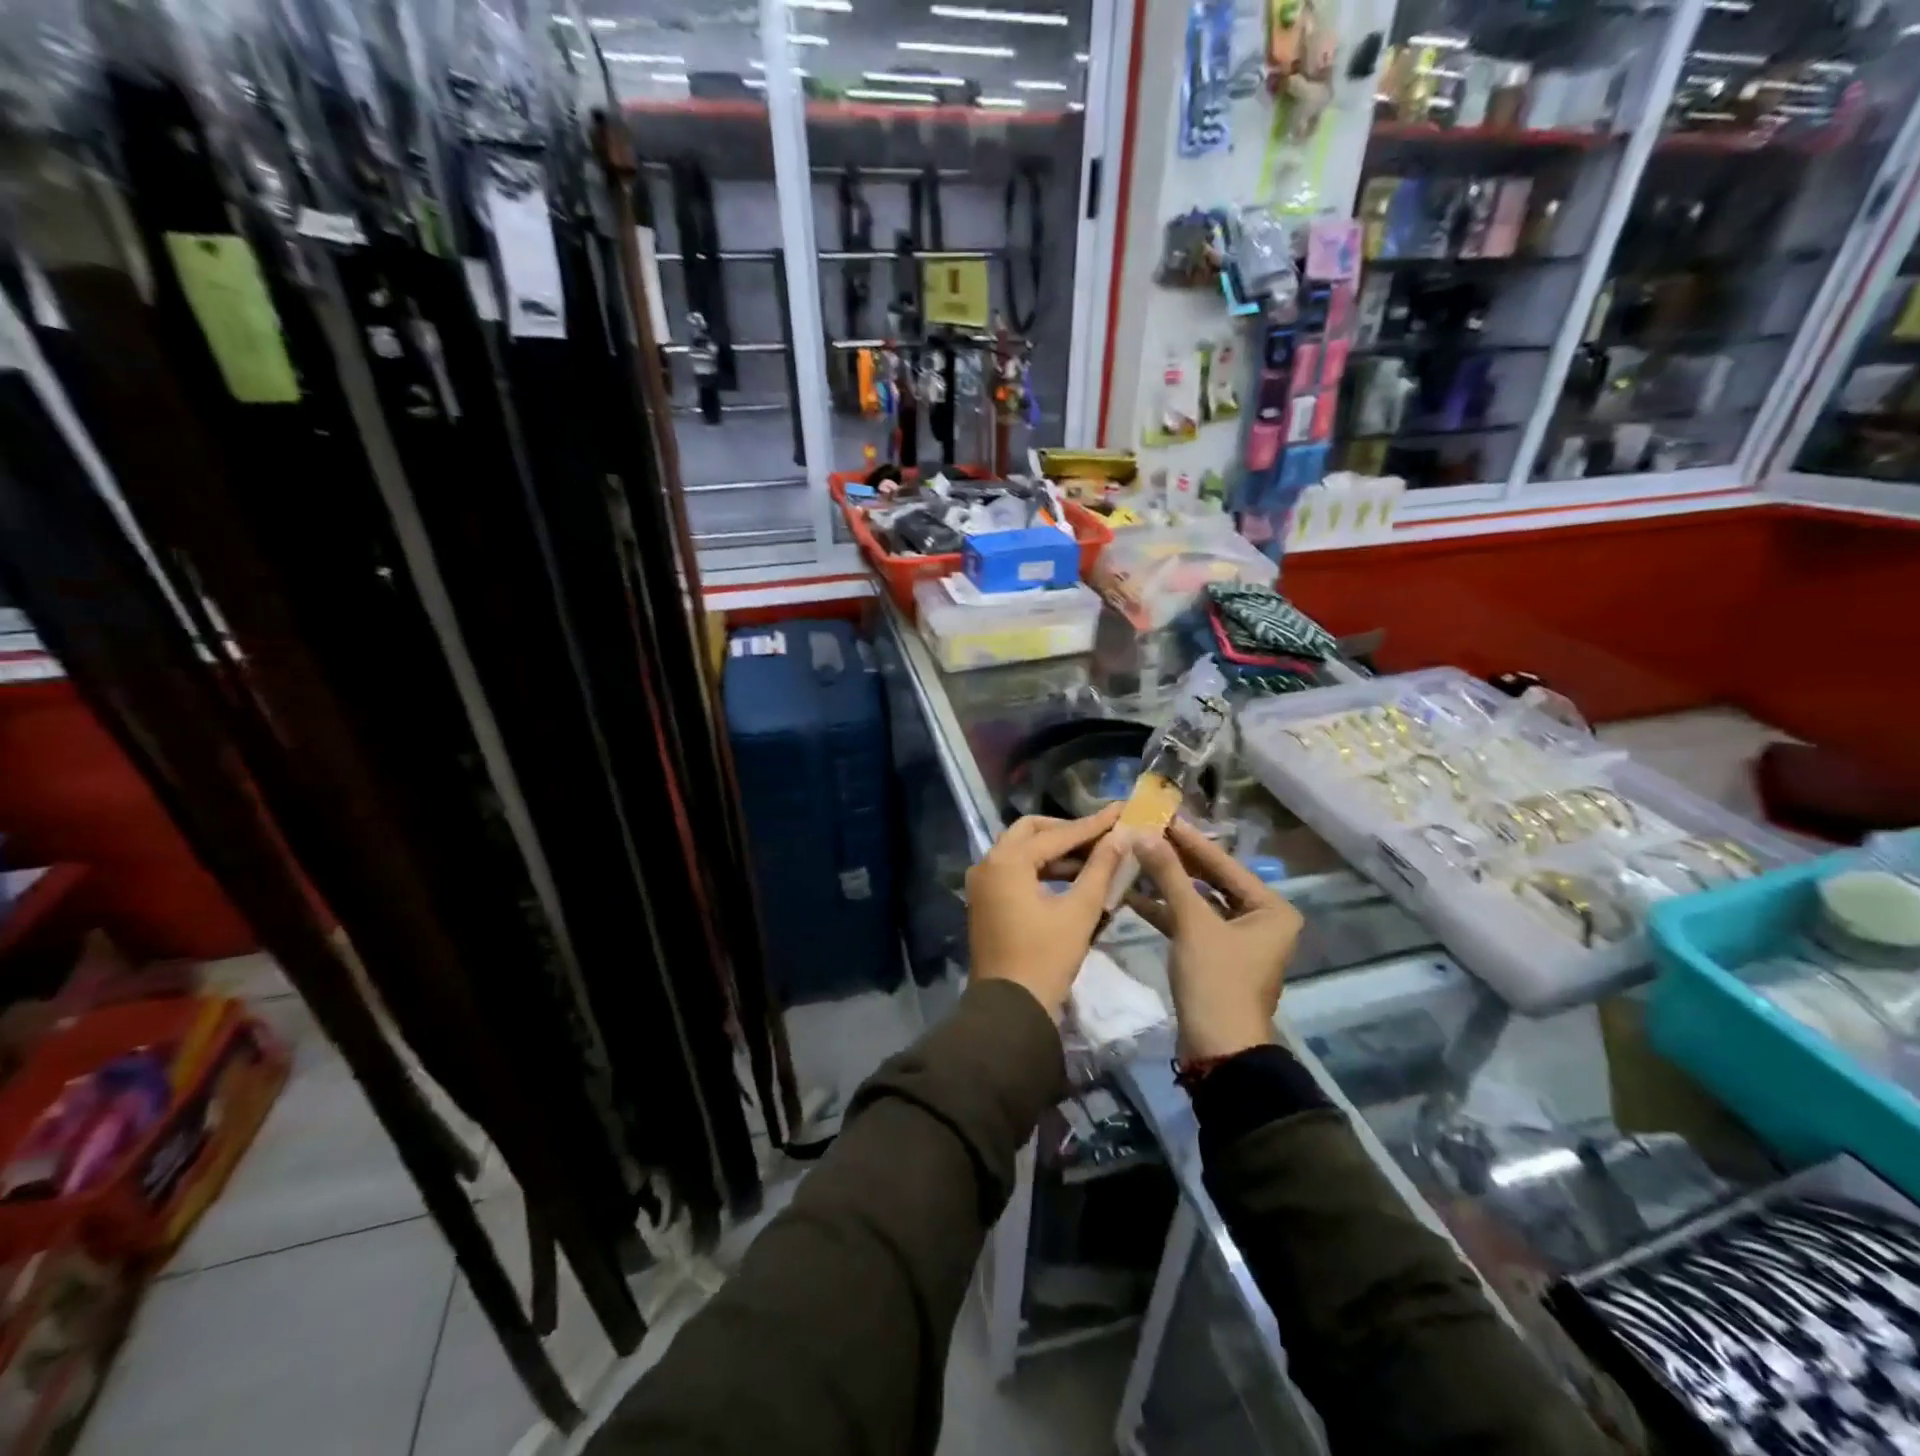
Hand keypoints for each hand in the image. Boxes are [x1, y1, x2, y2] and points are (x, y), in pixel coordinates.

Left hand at [967, 805, 1129, 1017]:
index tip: (1121, 812)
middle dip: (1067, 832)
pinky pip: (1015, 871)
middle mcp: (988, 863)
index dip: (1092, 825)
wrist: (1010, 1008)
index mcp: (1007, 861)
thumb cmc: (1046, 957)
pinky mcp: (985, 900)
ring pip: (1022, 851)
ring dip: (1055, 852)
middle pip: (1031, 832)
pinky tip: (1072, 878)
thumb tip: (1120, 836)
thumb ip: (1100, 869)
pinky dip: (1041, 870)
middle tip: (1101, 835)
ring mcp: (982, 883)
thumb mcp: (1079, 911)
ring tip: (1095, 857)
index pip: (1057, 835)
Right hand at [1130, 820, 1303, 1061]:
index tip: (1163, 816)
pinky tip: (1133, 894)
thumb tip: (1145, 834)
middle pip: (1211, 881)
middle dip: (1176, 860)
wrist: (1217, 1048)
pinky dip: (1165, 911)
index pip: (1224, 864)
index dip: (1190, 841)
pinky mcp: (1214, 956)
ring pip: (1197, 902)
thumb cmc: (1216, 979)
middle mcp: (1260, 920)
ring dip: (1166, 884)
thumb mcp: (1192, 922)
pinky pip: (1190, 923)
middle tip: (1145, 833)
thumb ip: (1169, 875)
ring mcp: (1237, 940)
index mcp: (1271, 909)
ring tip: (1134, 858)